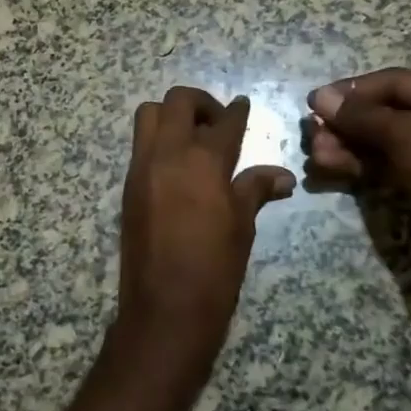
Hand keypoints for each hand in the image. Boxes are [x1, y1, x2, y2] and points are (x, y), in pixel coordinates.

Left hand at [116, 86, 295, 369]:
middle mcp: (166, 154)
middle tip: (217, 123)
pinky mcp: (128, 186)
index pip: (223, 121)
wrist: (164, 308)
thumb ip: (256, 189)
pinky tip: (178, 166)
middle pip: (177, 102)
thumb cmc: (214, 268)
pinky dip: (158, 141)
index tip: (243, 104)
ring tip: (194, 139)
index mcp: (202, 161)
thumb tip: (283, 175)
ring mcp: (141, 168)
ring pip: (149, 116)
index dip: (237, 110)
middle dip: (200, 103)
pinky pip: (140, 145)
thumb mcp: (242, 225)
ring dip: (171, 116)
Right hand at [306, 69, 410, 232]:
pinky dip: (360, 165)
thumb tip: (319, 97)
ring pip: (383, 142)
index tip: (315, 102)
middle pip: (386, 112)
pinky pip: (388, 165)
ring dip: (347, 147)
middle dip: (346, 124)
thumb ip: (361, 115)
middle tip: (313, 134)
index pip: (395, 82)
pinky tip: (330, 168)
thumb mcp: (406, 135)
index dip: (352, 90)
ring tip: (316, 156)